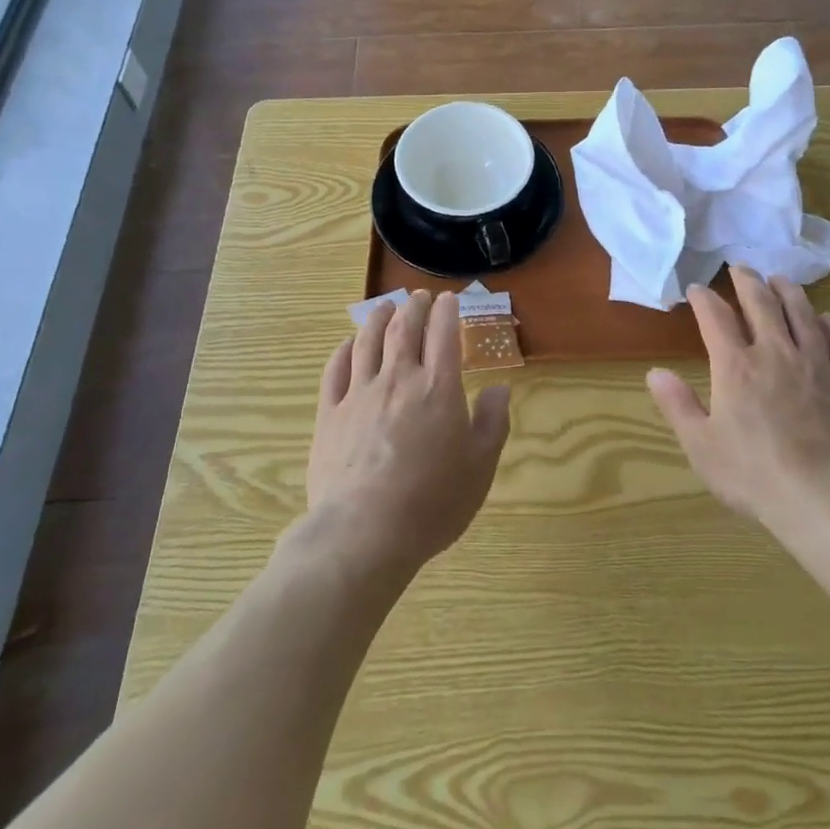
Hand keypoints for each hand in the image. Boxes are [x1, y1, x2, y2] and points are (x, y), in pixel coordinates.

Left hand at [308, 290, 511, 577]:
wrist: (365, 532)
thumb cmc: (432, 501)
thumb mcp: (480, 466)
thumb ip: (493, 421)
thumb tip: (499, 387)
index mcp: (438, 387)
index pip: (443, 334)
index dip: (447, 311)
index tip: (449, 299)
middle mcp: (398, 379)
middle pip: (404, 329)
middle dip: (414, 306)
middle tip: (419, 297)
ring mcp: (359, 394)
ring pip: (368, 341)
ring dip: (378, 318)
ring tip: (386, 307)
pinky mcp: (330, 414)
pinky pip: (335, 370)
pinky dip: (344, 350)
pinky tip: (348, 344)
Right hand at [647, 268, 829, 529]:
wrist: (825, 498)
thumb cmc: (753, 475)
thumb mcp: (701, 446)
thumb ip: (678, 405)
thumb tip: (655, 372)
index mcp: (736, 367)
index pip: (715, 318)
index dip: (704, 299)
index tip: (697, 289)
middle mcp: (776, 353)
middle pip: (761, 304)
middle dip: (747, 282)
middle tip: (740, 268)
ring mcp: (817, 365)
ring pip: (803, 314)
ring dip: (789, 292)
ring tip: (780, 280)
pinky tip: (829, 320)